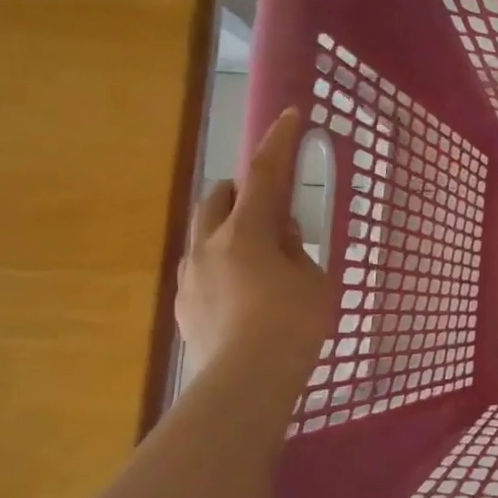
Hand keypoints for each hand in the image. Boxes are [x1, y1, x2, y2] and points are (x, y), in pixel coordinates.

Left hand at [176, 108, 333, 384]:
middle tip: (270, 208)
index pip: (266, 175)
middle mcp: (209, 245)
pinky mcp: (184, 306)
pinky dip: (223, 267)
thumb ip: (296, 250)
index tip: (290, 115)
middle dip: (242, 192)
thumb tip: (281, 235)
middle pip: (218, 199)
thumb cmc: (292, 323)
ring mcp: (190, 277)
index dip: (279, 143)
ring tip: (260, 261)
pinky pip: (202, 271)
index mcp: (246, 232)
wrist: (246, 381)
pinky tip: (244, 296)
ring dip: (230, 233)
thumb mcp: (312, 280)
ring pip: (205, 236)